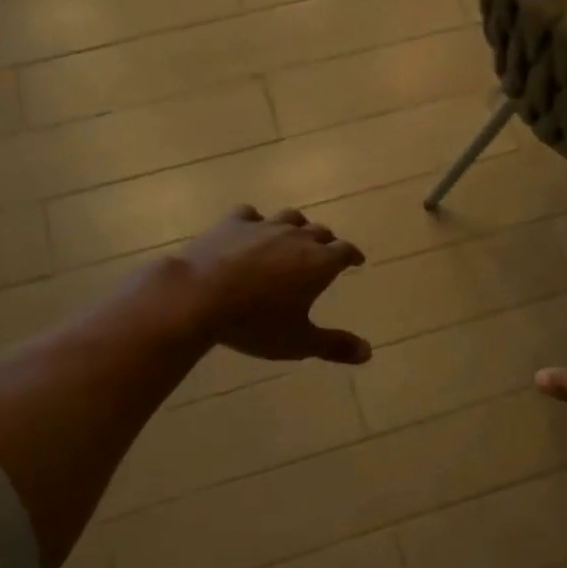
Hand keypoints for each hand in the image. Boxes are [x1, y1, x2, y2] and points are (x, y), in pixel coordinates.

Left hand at [171, 206, 371, 364]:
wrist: (199, 297)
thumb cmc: (255, 323)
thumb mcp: (298, 342)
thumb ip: (334, 346)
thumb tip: (368, 352)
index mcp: (319, 263)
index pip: (345, 251)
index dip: (353, 255)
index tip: (356, 260)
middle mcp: (297, 237)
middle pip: (320, 231)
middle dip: (327, 242)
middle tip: (327, 252)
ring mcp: (264, 226)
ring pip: (290, 218)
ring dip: (297, 226)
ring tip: (295, 236)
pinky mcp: (232, 223)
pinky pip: (251, 215)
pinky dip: (257, 222)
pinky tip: (252, 229)